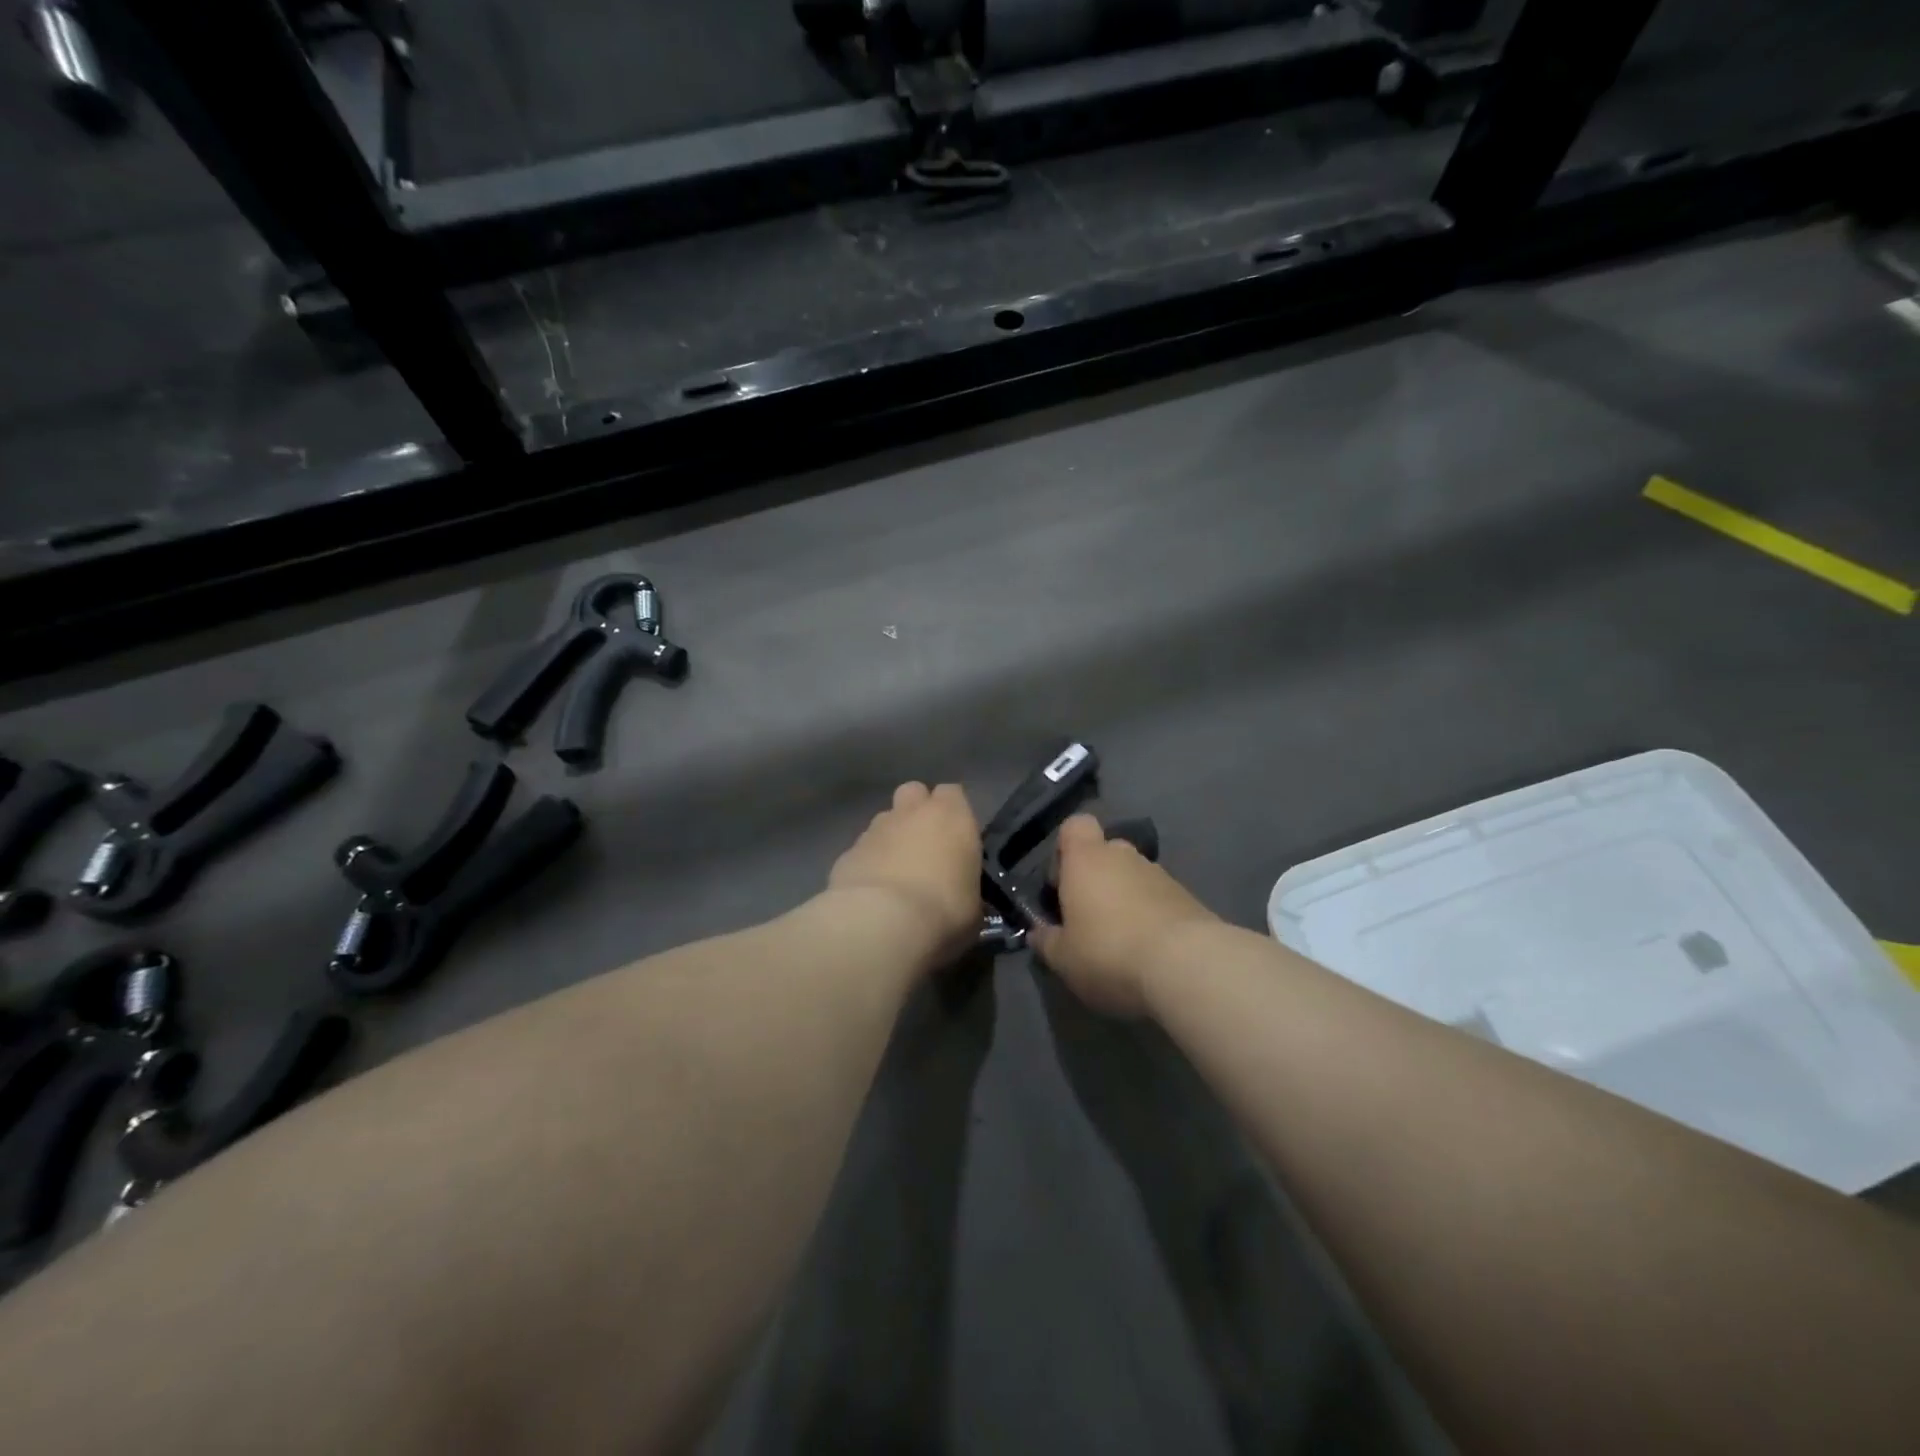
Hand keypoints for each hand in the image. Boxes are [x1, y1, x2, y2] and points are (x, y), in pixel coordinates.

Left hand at [828, 783, 981, 960]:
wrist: (880, 922)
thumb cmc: (943, 910)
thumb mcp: (973, 906)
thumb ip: (966, 888)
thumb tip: (960, 896)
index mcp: (950, 816)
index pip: (953, 793)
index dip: (953, 811)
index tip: (957, 836)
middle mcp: (911, 812)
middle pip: (914, 793)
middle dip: (918, 811)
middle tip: (925, 844)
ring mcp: (874, 829)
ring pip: (885, 820)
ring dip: (891, 838)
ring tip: (896, 873)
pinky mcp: (847, 852)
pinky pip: (862, 850)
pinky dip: (868, 863)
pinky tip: (872, 893)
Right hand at [1033, 814, 1219, 1016]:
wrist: (1188, 966)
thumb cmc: (1109, 952)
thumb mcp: (1063, 958)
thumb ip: (1047, 942)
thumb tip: (1037, 933)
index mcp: (1086, 859)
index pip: (1074, 826)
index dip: (1065, 849)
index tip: (1061, 884)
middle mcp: (1123, 855)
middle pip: (1105, 853)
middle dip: (1096, 880)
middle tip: (1088, 919)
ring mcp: (1160, 874)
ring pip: (1133, 878)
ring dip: (1125, 900)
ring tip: (1122, 942)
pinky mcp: (1189, 898)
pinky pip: (1159, 899)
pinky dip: (1152, 917)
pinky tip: (1150, 951)